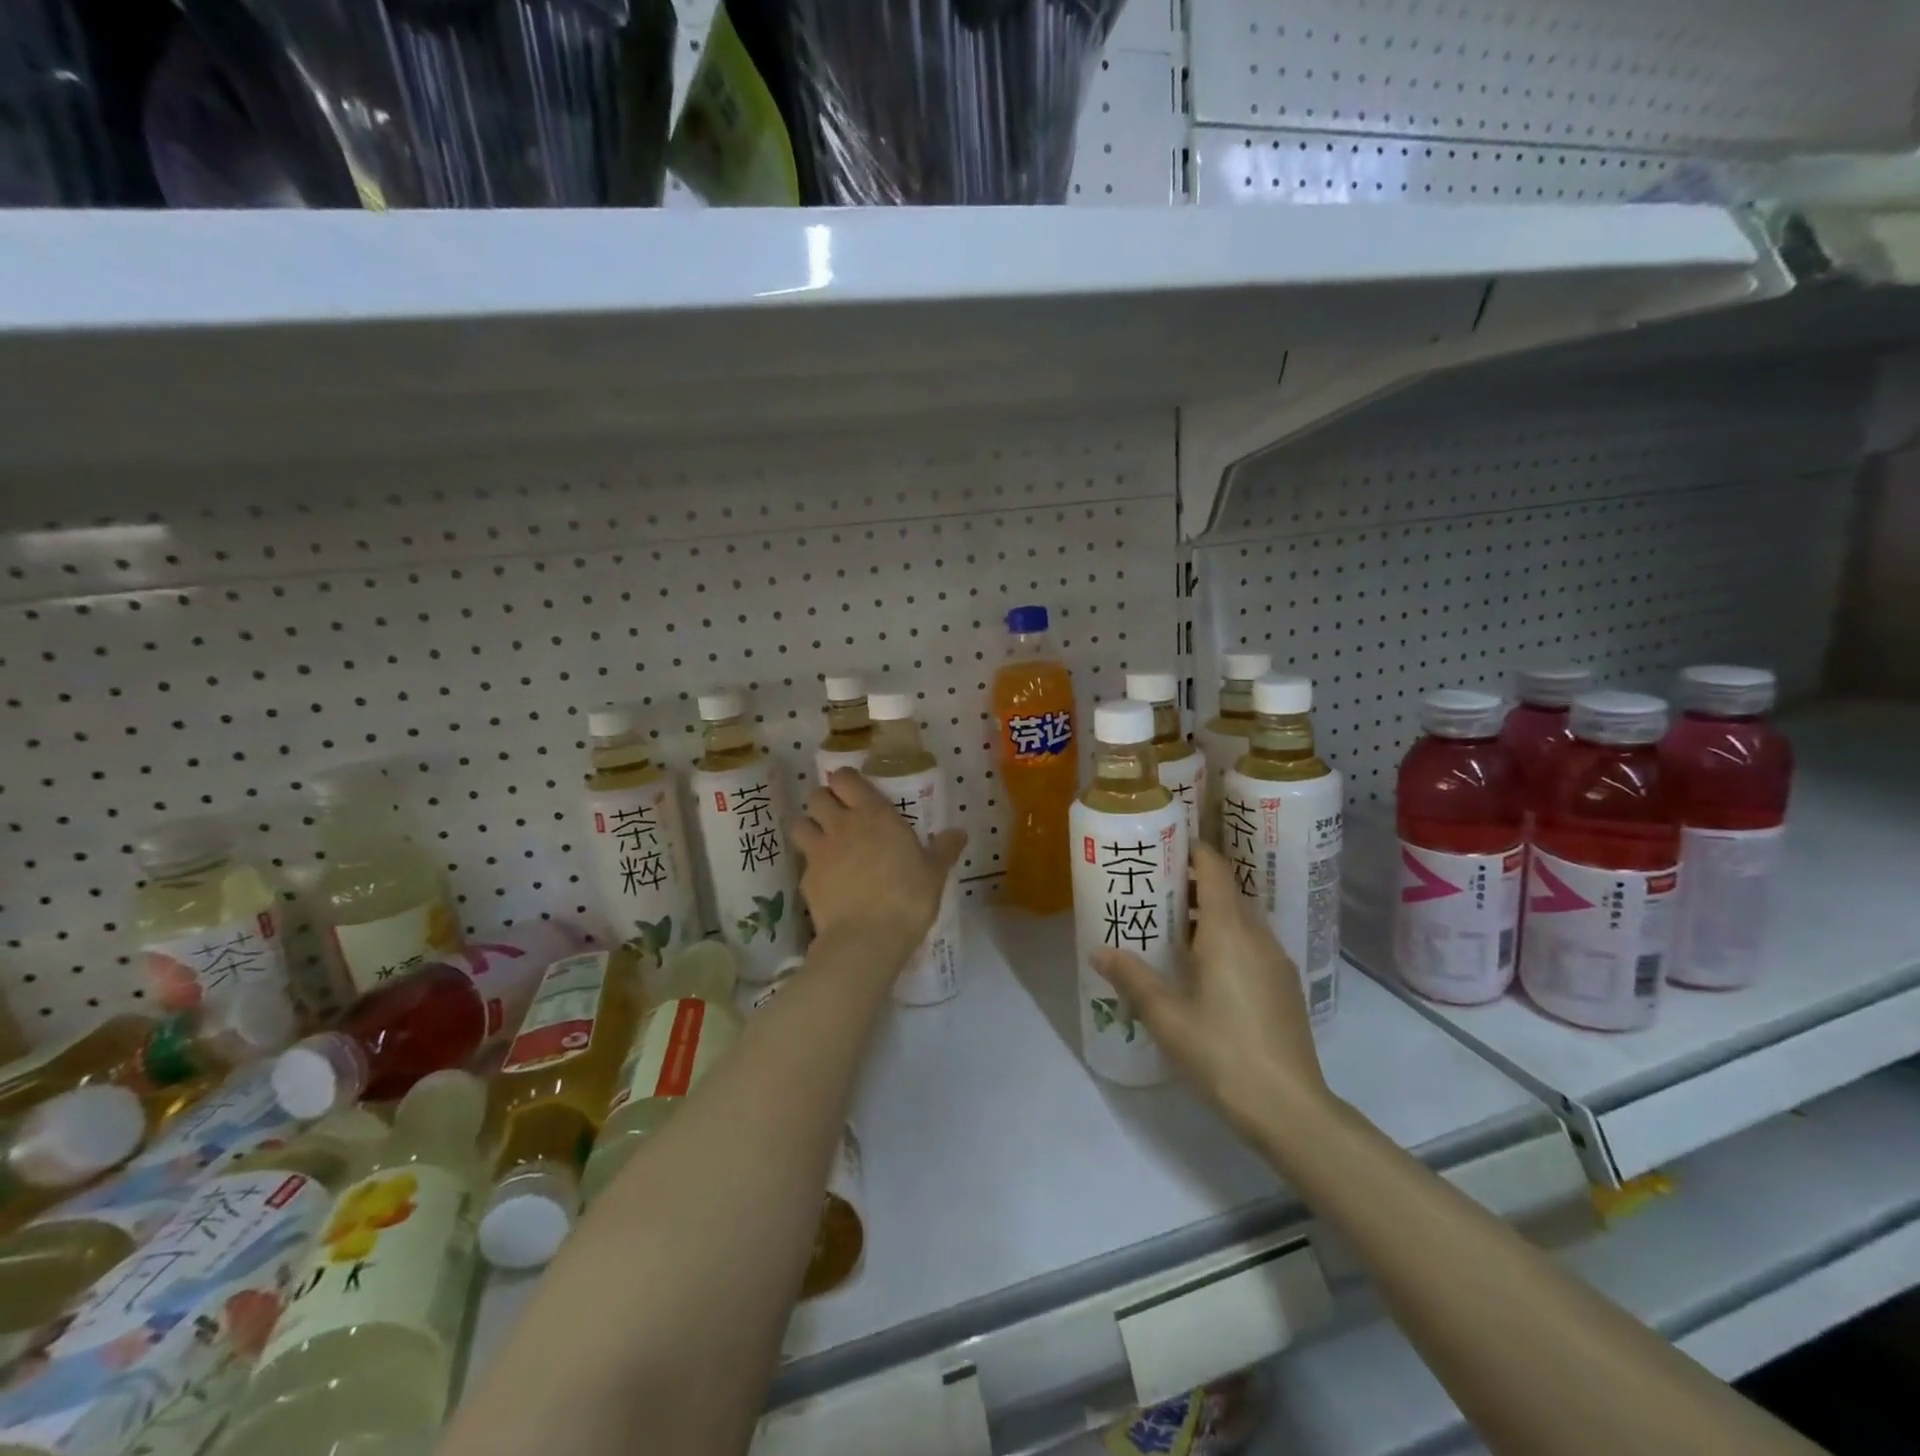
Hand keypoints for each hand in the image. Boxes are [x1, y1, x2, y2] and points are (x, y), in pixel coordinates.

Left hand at [791, 769, 966, 948]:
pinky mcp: (806, 879)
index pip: (845, 778)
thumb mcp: (935, 873)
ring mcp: (819, 851)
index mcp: (873, 814)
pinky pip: (803, 862)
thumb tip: (959, 833)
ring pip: (800, 824)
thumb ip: (945, 849)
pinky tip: (827, 880)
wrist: (867, 938)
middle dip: (824, 801)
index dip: (845, 781)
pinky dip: (812, 866)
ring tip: (824, 842)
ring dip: (809, 828)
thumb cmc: (907, 897)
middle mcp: (841, 825)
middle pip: (816, 796)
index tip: (854, 791)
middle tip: (840, 816)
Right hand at [1091, 843, 1327, 1135]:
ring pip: (1241, 919)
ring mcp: (1276, 961)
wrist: (1288, 1107)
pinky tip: (1204, 967)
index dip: (1192, 851)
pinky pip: (1252, 944)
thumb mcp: (1165, 1015)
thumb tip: (1098, 951)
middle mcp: (1256, 935)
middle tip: (1154, 888)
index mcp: (1228, 931)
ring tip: (1172, 927)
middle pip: (1227, 890)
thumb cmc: (1221, 1051)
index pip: (1214, 869)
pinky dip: (1227, 938)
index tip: (1164, 847)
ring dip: (1210, 913)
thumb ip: (1132, 977)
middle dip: (1192, 882)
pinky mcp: (1284, 986)